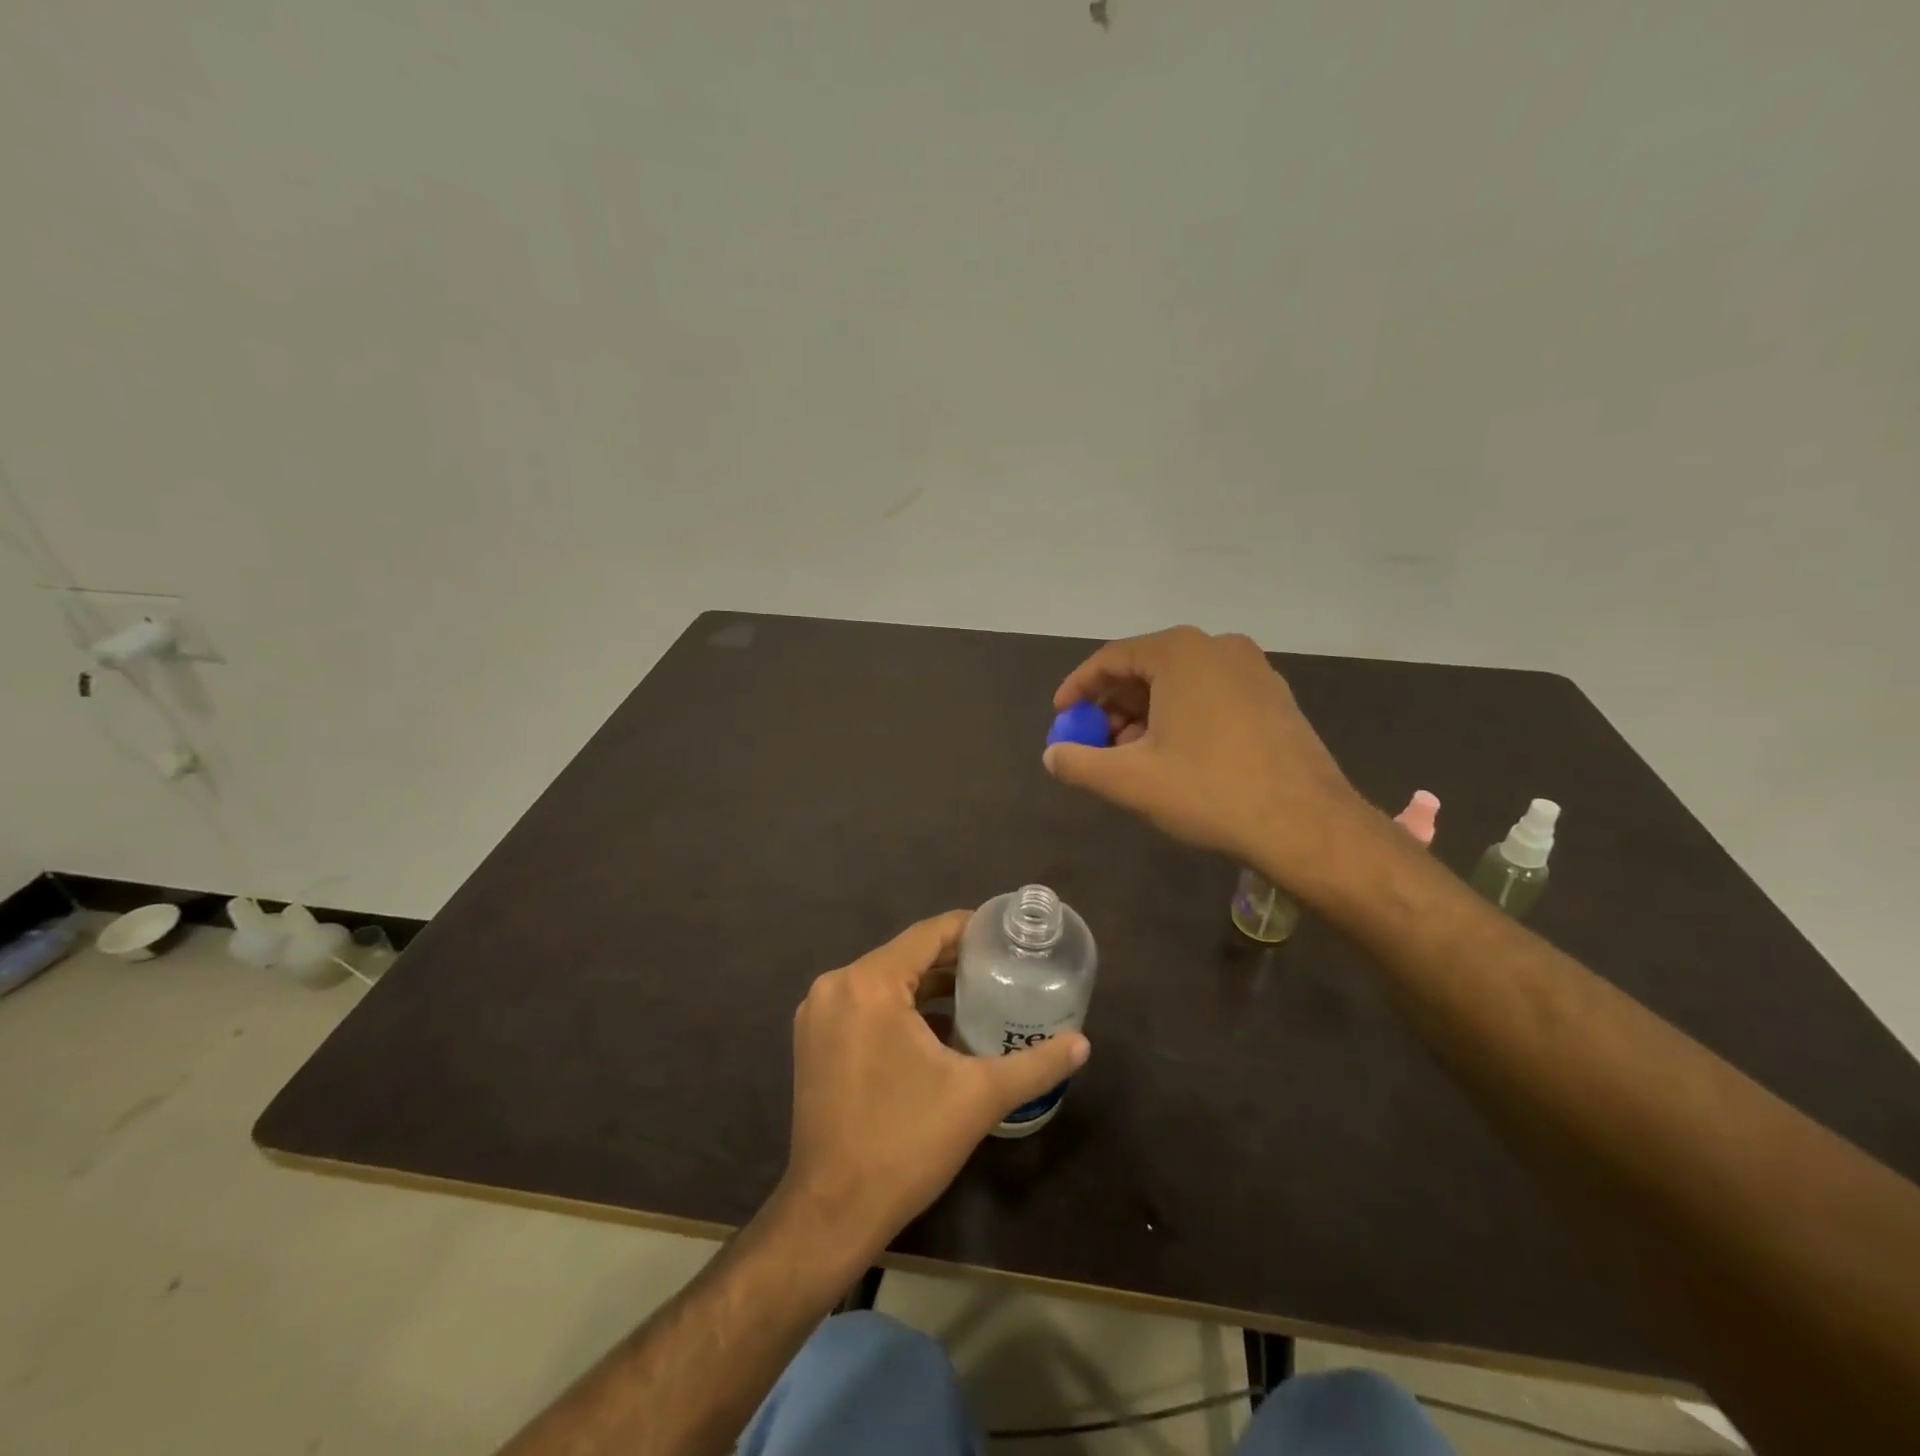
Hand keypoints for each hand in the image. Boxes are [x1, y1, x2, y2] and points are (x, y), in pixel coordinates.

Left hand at [779, 912, 1091, 1259]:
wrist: (831, 1213)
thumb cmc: (904, 1144)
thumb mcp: (979, 1098)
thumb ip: (1035, 1064)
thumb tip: (1082, 1043)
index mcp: (869, 984)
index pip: (928, 934)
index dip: (970, 928)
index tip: (1007, 935)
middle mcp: (836, 986)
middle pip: (906, 955)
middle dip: (954, 960)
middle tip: (1002, 968)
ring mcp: (818, 1014)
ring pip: (885, 981)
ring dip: (928, 986)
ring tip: (979, 994)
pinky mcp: (813, 1040)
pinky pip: (865, 1004)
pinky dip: (900, 1008)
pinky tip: (938, 1029)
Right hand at [1043, 626, 1368, 879]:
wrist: (1306, 825)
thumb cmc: (1209, 791)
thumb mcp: (1129, 780)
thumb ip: (1078, 763)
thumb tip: (1051, 756)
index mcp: (1180, 653)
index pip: (1111, 658)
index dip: (1078, 688)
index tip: (1061, 716)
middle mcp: (1218, 647)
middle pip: (1146, 668)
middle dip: (1112, 706)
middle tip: (1094, 743)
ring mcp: (1253, 670)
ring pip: (1180, 683)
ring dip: (1145, 715)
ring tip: (1130, 757)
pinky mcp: (1274, 697)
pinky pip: (1210, 695)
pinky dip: (1180, 717)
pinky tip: (1174, 756)